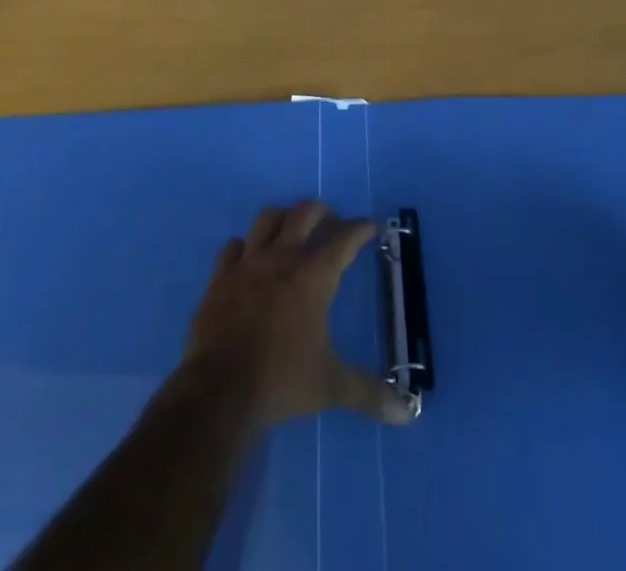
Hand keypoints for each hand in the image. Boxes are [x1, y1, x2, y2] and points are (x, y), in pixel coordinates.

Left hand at [184, 201, 412, 428]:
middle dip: (322, 211)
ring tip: (290, 229)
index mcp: (314, 277)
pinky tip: (249, 257)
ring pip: (267, 218)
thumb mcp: (331, 387)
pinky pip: (233, 246)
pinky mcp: (220, 277)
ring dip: (283, 218)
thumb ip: (368, 393)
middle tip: (331, 222)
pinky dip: (245, 246)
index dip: (361, 228)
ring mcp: (248, 264)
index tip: (371, 226)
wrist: (219, 393)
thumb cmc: (281, 382)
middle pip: (304, 213)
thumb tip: (406, 413)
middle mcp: (283, 258)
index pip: (345, 238)